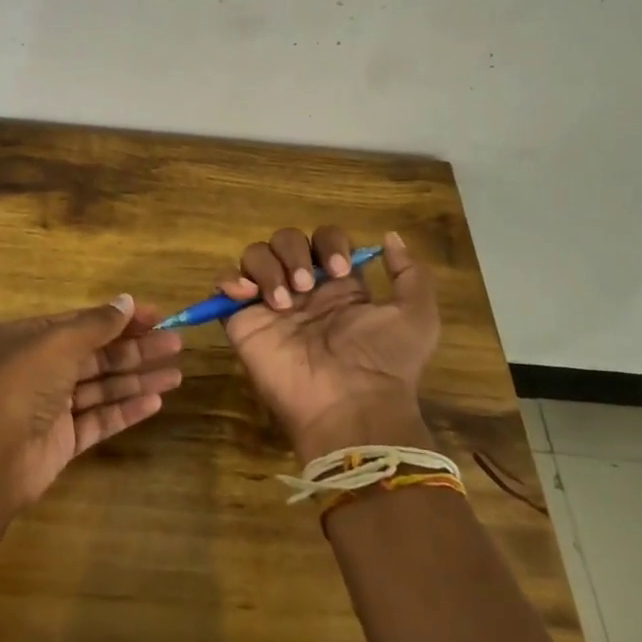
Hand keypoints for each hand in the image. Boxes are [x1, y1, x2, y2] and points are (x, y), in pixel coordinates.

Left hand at [0, 295, 182, 509]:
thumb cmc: (25, 382)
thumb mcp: (60, 342)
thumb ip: (98, 323)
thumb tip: (127, 301)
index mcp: (35, 338)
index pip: (85, 322)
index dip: (121, 319)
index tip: (158, 316)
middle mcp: (44, 368)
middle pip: (98, 354)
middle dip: (137, 349)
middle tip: (176, 344)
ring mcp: (55, 406)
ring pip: (103, 386)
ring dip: (138, 379)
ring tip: (176, 374)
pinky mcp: (65, 439)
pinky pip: (101, 418)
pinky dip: (127, 409)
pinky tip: (156, 402)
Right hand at [218, 228, 438, 460]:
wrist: (349, 405)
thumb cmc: (383, 361)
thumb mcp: (416, 316)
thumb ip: (410, 273)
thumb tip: (390, 236)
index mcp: (339, 286)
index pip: (324, 240)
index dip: (330, 243)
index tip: (339, 270)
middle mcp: (302, 290)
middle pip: (286, 240)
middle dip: (294, 253)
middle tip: (306, 287)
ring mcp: (270, 305)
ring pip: (255, 255)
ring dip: (268, 268)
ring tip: (283, 302)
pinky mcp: (243, 322)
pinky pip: (224, 285)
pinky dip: (230, 279)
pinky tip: (247, 294)